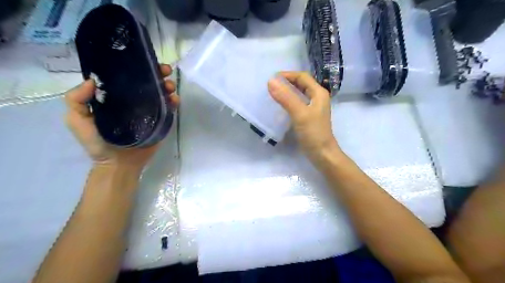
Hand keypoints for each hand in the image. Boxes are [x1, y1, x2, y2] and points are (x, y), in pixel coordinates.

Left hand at [64, 64, 179, 172]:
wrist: (119, 164)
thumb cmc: (97, 143)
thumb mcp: (77, 120)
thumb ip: (76, 100)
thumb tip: (93, 80)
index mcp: (116, 99)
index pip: (127, 78)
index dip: (136, 68)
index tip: (144, 61)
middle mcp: (134, 102)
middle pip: (147, 84)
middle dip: (157, 74)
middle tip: (165, 71)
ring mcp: (149, 112)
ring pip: (160, 94)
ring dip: (167, 86)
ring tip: (170, 85)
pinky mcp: (160, 122)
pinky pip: (168, 109)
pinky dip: (174, 102)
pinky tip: (175, 99)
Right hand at [266, 71, 340, 164]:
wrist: (322, 154)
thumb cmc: (314, 133)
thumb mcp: (300, 114)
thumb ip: (286, 98)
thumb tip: (270, 82)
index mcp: (318, 93)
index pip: (302, 77)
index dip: (288, 75)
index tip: (272, 78)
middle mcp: (317, 98)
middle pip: (301, 84)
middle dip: (286, 82)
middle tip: (271, 86)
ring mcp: (313, 108)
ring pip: (299, 94)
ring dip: (287, 92)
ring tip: (273, 94)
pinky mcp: (308, 117)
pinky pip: (297, 104)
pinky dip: (288, 102)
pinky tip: (280, 106)